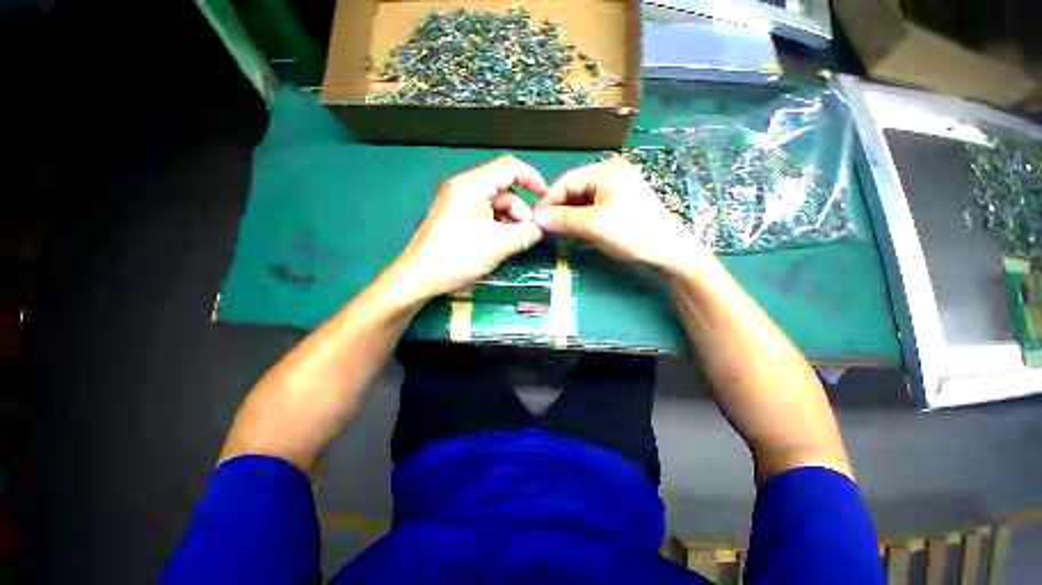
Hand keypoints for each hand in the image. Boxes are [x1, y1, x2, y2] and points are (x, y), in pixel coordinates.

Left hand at [395, 156, 547, 296]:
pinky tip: (500, 244)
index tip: (545, 200)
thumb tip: (539, 229)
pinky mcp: (455, 216)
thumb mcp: (498, 245)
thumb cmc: (457, 256)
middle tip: (527, 235)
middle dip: (520, 211)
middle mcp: (464, 187)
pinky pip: (484, 215)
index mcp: (472, 185)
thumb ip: (525, 234)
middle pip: (504, 189)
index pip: (510, 167)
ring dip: (509, 221)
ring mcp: (458, 202)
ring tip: (514, 243)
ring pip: (495, 205)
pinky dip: (497, 226)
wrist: (418, 277)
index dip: (532, 179)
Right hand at [534, 157, 699, 271]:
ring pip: (582, 202)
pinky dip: (579, 221)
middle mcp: (610, 177)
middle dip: (558, 209)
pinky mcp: (618, 209)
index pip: (568, 181)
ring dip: (568, 216)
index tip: (536, 219)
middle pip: (575, 190)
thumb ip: (564, 219)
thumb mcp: (594, 225)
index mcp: (607, 171)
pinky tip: (572, 231)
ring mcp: (616, 193)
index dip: (549, 200)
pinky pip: (591, 211)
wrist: (669, 254)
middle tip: (545, 227)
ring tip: (556, 231)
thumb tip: (538, 219)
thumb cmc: (633, 233)